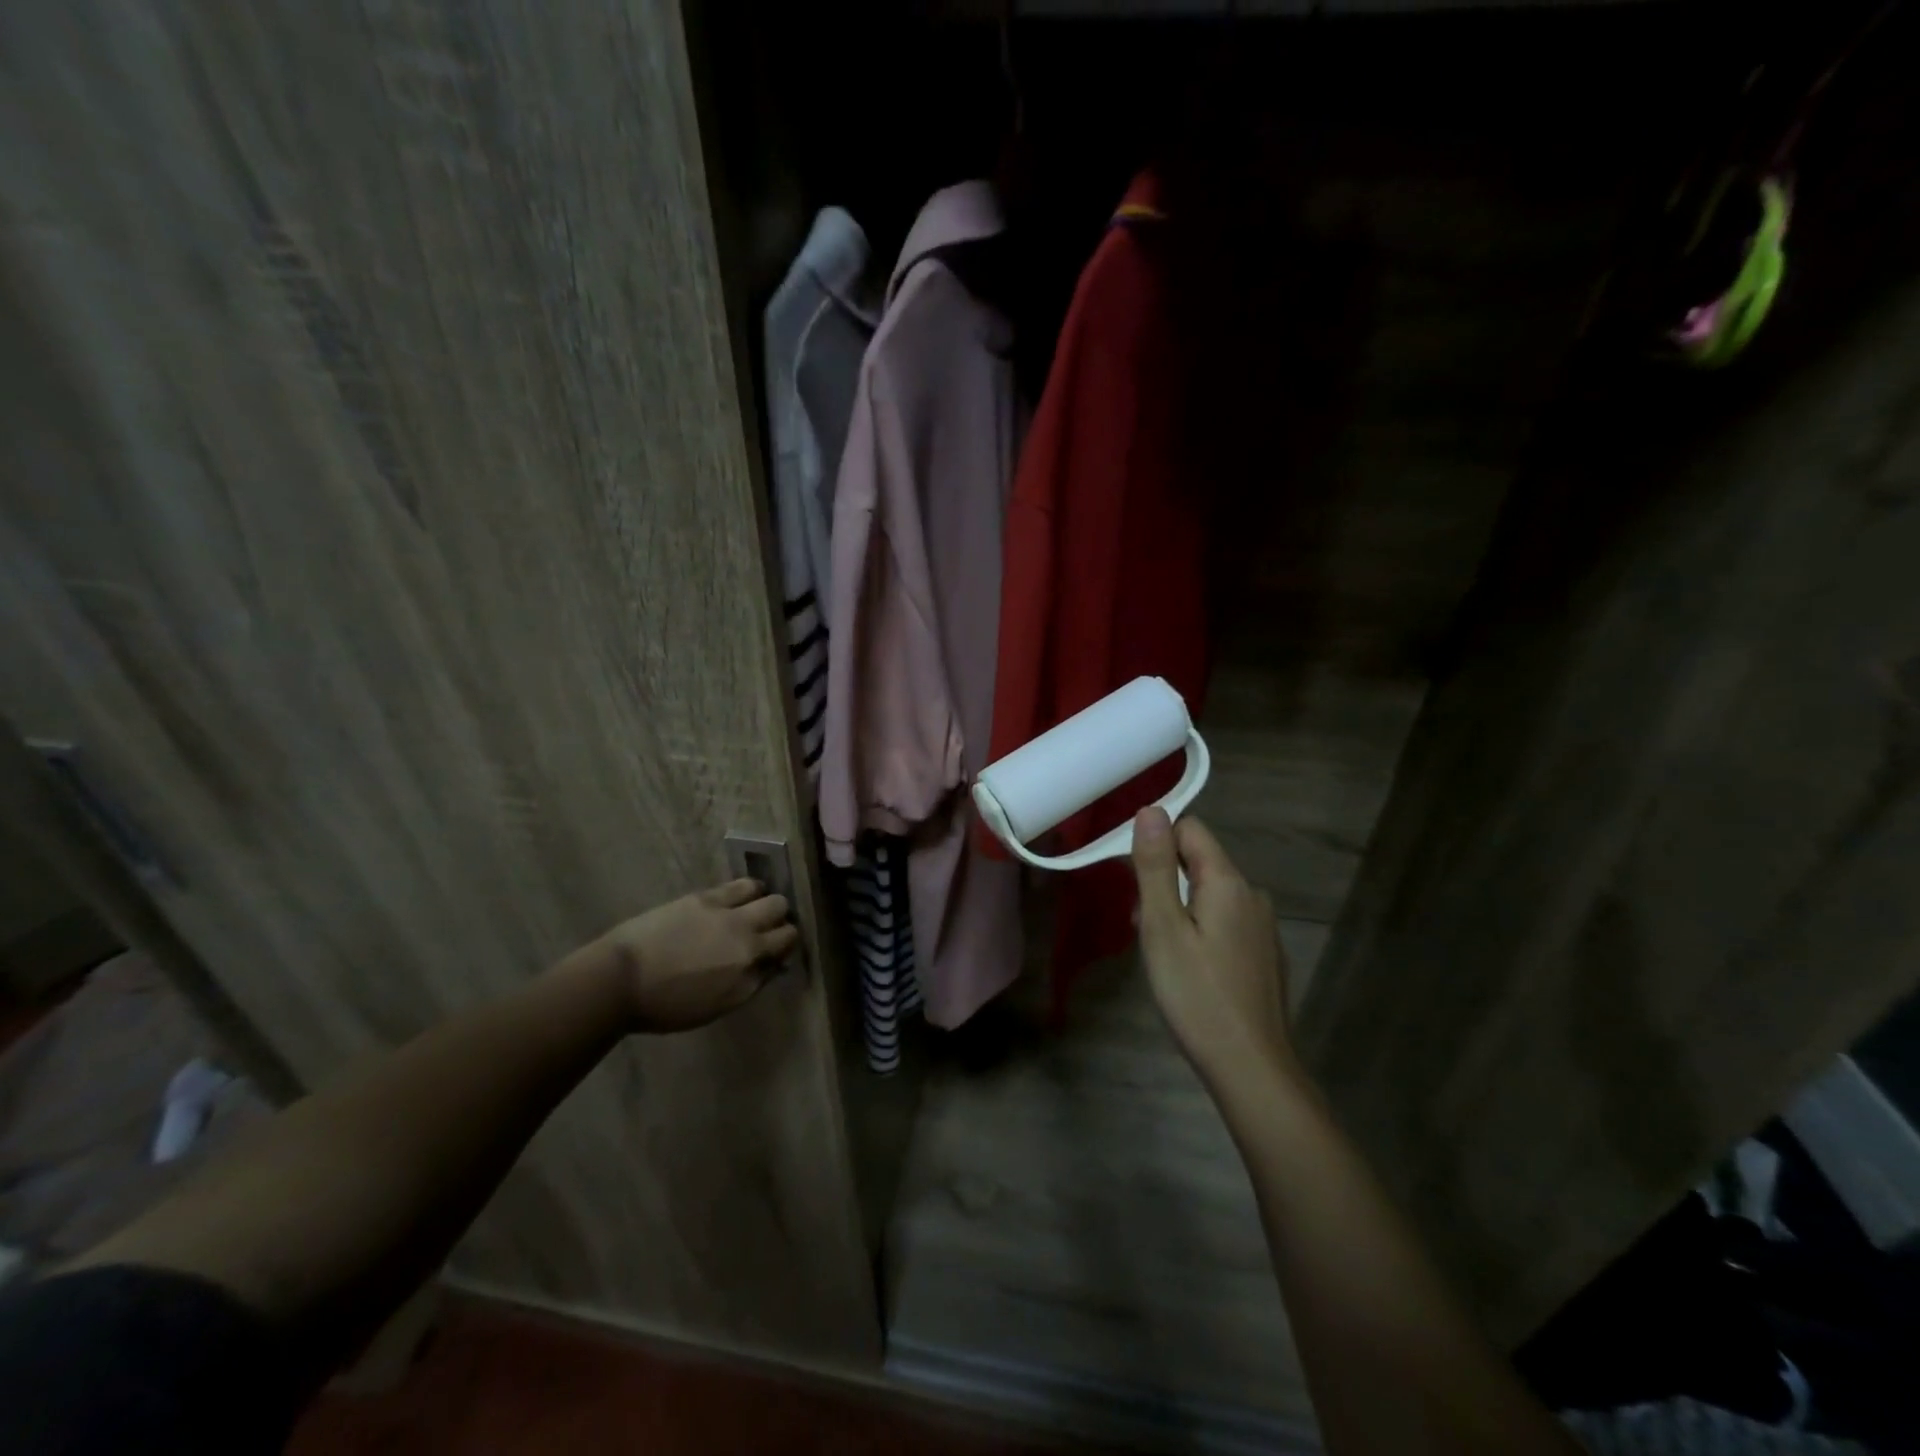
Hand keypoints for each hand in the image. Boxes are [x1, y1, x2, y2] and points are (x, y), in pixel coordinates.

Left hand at [586, 879, 799, 1031]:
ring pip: (765, 892)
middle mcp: (745, 932)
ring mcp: (725, 910)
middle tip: (765, 930)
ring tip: (750, 910)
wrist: (620, 980)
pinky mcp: (704, 897)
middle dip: (780, 919)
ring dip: (763, 900)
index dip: (785, 945)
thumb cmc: (666, 1005)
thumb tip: (771, 965)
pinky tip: (735, 899)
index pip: (788, 942)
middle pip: (781, 911)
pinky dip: (745, 891)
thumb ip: (750, 983)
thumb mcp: (717, 1007)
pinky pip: (738, 885)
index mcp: (749, 963)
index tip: (775, 952)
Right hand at [1131, 808, 1295, 1089]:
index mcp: (1229, 882)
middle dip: (1165, 881)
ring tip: (1163, 953)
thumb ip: (1156, 867)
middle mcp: (1252, 895)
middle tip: (1144, 928)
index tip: (1134, 883)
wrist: (1251, 1067)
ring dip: (1181, 908)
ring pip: (1210, 893)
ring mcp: (1263, 926)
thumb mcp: (1163, 928)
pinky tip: (1191, 969)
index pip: (1190, 829)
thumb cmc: (1197, 995)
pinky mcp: (1264, 953)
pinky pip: (1225, 920)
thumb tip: (1151, 811)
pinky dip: (1201, 929)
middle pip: (1200, 862)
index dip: (1157, 845)